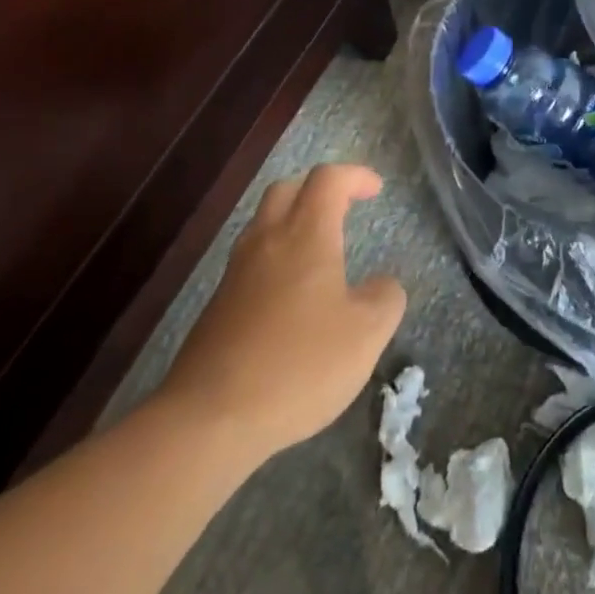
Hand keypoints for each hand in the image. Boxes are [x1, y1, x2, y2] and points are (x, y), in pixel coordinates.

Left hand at [160, 164, 404, 459]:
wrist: (209, 417)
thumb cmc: (298, 365)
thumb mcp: (366, 335)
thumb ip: (385, 299)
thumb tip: (383, 284)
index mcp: (305, 235)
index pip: (328, 179)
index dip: (354, 176)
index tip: (376, 189)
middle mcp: (267, 241)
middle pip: (287, 189)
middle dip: (318, 189)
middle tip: (344, 208)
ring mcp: (236, 272)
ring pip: (263, 224)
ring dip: (293, 222)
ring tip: (319, 251)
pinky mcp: (218, 305)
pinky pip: (251, 261)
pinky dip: (276, 258)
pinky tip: (291, 297)